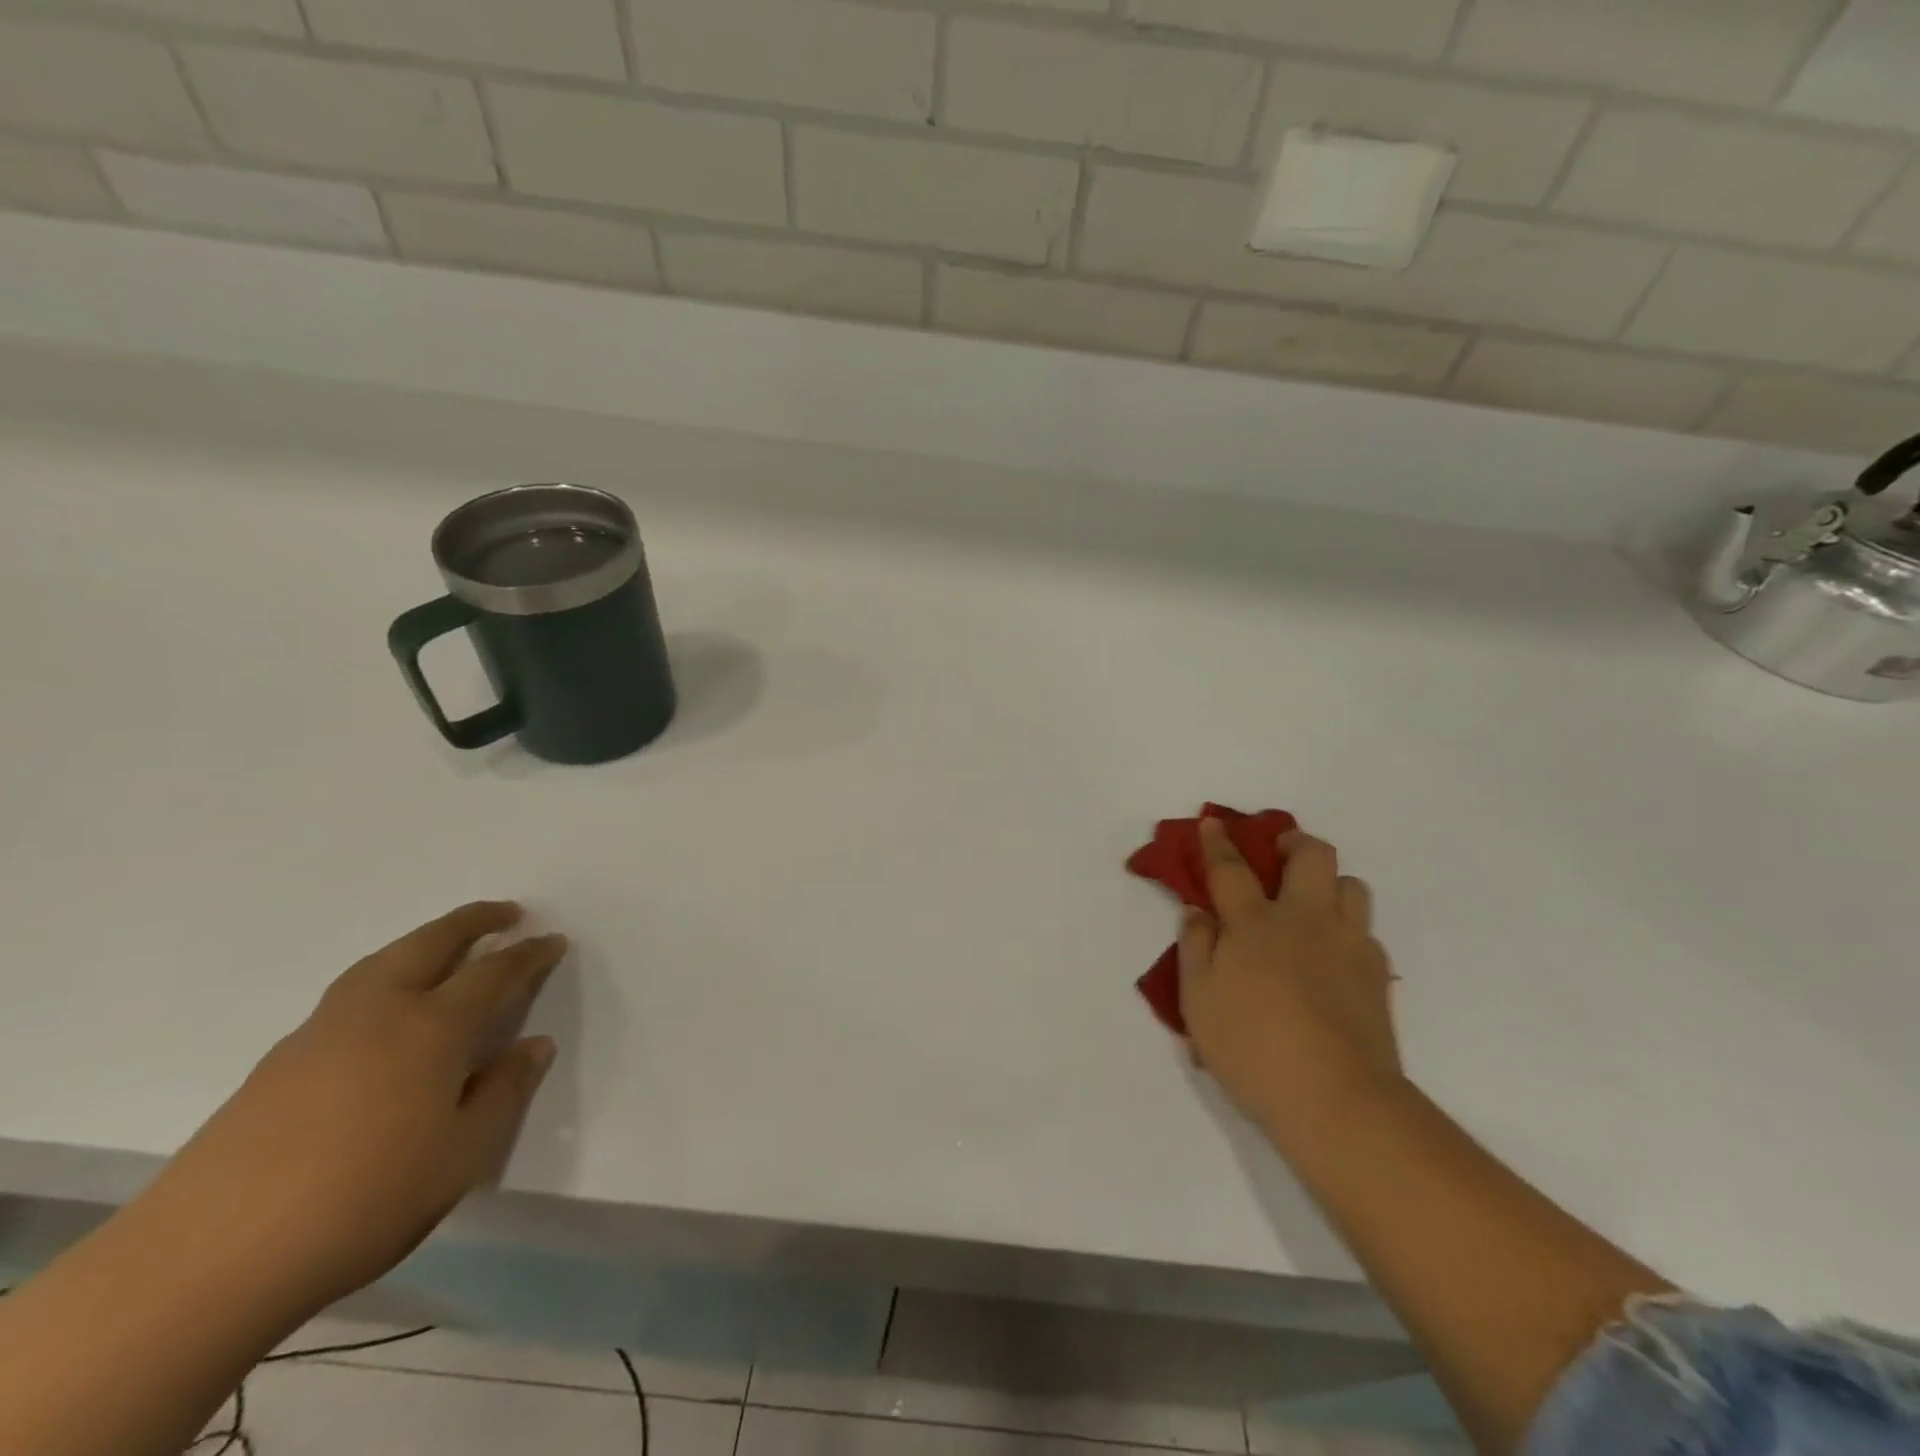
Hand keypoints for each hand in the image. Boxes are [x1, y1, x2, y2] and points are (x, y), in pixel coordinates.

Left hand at [145, 903, 563, 1313]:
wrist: (205, 1261)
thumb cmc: (364, 1201)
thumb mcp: (462, 1155)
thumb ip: (504, 1092)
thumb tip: (533, 1045)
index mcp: (432, 1028)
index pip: (494, 972)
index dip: (529, 954)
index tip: (553, 940)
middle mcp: (379, 1012)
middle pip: (432, 943)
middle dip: (474, 921)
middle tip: (506, 913)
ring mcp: (321, 1032)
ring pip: (383, 961)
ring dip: (425, 941)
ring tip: (448, 946)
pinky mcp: (279, 1062)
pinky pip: (351, 993)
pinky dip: (385, 976)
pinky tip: (385, 1012)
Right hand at [1179, 820, 1400, 1128]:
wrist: (1337, 1099)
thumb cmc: (1252, 1048)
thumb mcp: (1198, 1000)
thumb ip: (1195, 947)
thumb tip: (1199, 912)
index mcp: (1254, 924)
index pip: (1231, 869)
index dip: (1219, 842)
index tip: (1213, 822)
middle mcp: (1305, 920)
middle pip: (1311, 856)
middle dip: (1293, 842)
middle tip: (1277, 855)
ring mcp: (1348, 944)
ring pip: (1351, 885)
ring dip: (1329, 883)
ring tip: (1310, 905)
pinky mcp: (1377, 974)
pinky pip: (1365, 931)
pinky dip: (1347, 929)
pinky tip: (1332, 957)